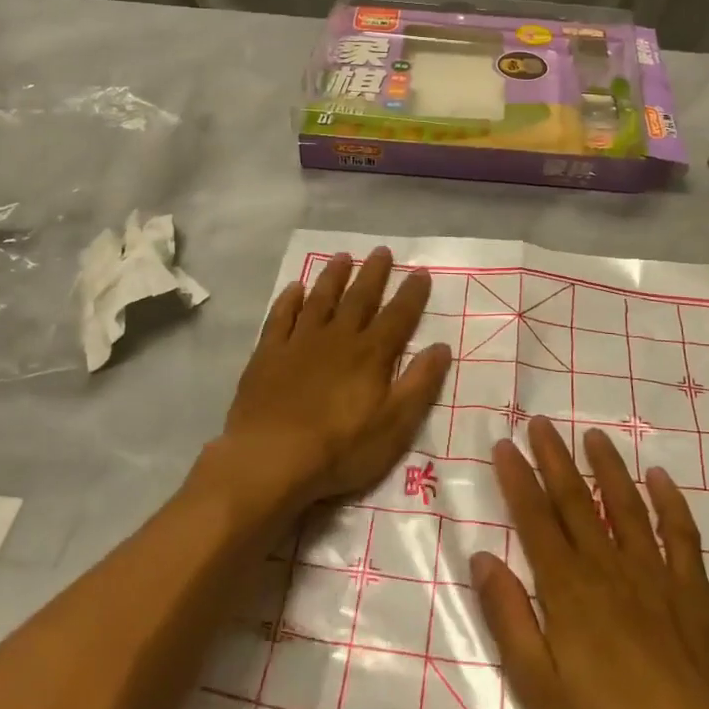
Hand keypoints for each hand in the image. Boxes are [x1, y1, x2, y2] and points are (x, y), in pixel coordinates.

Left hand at [210, 249, 451, 523]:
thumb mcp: (395, 426)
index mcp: (370, 355)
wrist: (270, 459)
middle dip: (373, 274)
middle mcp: (337, 339)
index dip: (411, 294)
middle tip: (382, 250)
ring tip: (342, 257)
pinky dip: (289, 301)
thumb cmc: (339, 449)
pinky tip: (294, 288)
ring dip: (333, 277)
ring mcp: (299, 343)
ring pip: (320, 300)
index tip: (420, 271)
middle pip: (359, 299)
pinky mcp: (268, 355)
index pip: (398, 317)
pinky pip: (280, 318)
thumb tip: (441, 347)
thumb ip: (419, 384)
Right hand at [469, 419, 708, 708]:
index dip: (517, 479)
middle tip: (540, 422)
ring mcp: (656, 576)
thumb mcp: (539, 690)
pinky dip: (671, 502)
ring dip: (608, 467)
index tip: (505, 444)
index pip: (536, 520)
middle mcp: (609, 569)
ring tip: (594, 435)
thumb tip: (483, 557)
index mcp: (568, 591)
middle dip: (555, 458)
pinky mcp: (694, 593)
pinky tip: (660, 478)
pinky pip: (682, 535)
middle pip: (577, 501)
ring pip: (627, 506)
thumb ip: (509, 618)